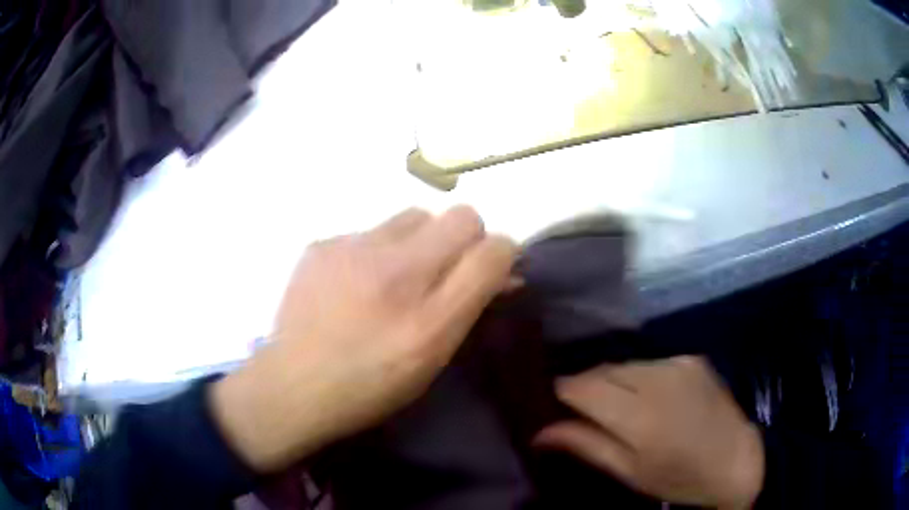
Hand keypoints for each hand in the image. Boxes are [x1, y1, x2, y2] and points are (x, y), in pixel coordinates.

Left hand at [210, 206, 516, 471]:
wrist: (293, 384)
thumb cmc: (370, 385)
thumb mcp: (432, 359)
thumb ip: (470, 308)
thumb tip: (503, 271)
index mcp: (429, 319)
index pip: (494, 250)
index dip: (503, 253)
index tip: (492, 267)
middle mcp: (395, 274)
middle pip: (462, 217)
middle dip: (466, 238)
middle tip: (445, 269)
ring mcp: (352, 250)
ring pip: (415, 216)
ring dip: (420, 239)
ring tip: (397, 273)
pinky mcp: (322, 244)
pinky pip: (369, 230)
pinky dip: (375, 249)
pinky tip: (355, 280)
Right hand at [535, 356, 764, 508]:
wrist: (737, 459)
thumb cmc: (679, 478)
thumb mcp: (629, 472)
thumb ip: (586, 445)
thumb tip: (540, 431)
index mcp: (640, 416)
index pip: (583, 387)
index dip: (561, 391)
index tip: (550, 401)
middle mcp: (658, 379)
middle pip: (602, 370)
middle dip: (585, 386)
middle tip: (579, 409)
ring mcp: (678, 363)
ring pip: (626, 364)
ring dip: (612, 381)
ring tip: (616, 406)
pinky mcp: (692, 358)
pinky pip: (651, 363)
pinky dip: (639, 377)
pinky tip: (649, 398)